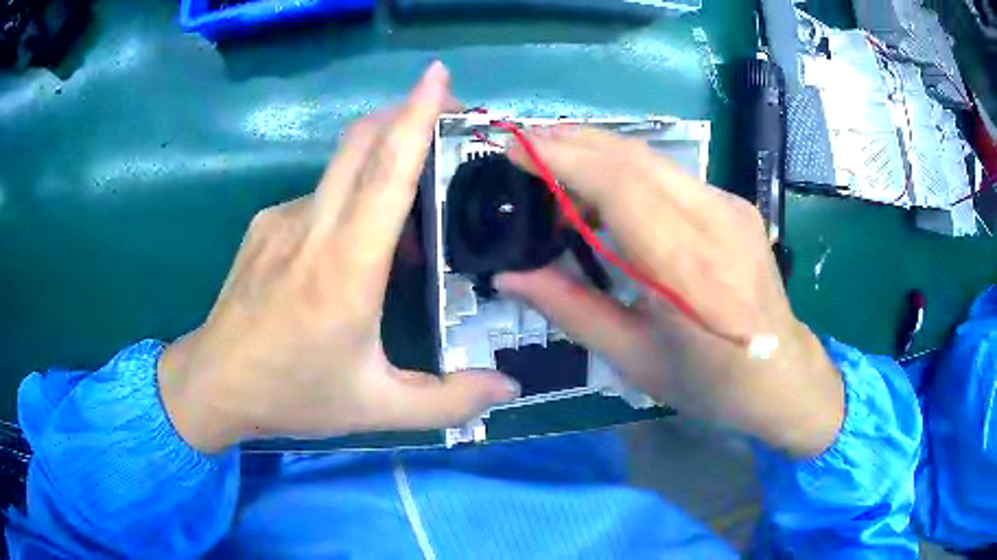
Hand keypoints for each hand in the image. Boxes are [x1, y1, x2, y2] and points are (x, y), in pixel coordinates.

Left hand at [157, 63, 518, 453]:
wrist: (213, 384)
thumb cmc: (291, 394)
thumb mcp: (375, 407)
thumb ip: (448, 402)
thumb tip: (509, 387)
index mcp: (346, 269)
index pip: (386, 172)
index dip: (416, 116)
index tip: (437, 76)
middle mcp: (312, 228)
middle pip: (360, 141)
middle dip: (406, 112)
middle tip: (450, 117)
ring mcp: (281, 220)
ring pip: (340, 167)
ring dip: (381, 161)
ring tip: (410, 203)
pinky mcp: (264, 225)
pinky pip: (317, 196)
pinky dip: (348, 199)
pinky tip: (352, 241)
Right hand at [498, 127, 843, 457]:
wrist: (780, 374)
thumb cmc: (708, 382)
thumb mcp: (633, 359)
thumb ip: (571, 309)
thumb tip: (510, 276)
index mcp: (687, 273)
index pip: (620, 188)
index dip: (564, 160)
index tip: (517, 150)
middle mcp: (714, 224)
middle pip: (635, 159)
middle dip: (573, 141)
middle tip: (526, 144)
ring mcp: (730, 207)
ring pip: (653, 159)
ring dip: (598, 150)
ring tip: (554, 157)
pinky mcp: (735, 204)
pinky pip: (671, 174)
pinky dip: (628, 168)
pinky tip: (604, 183)